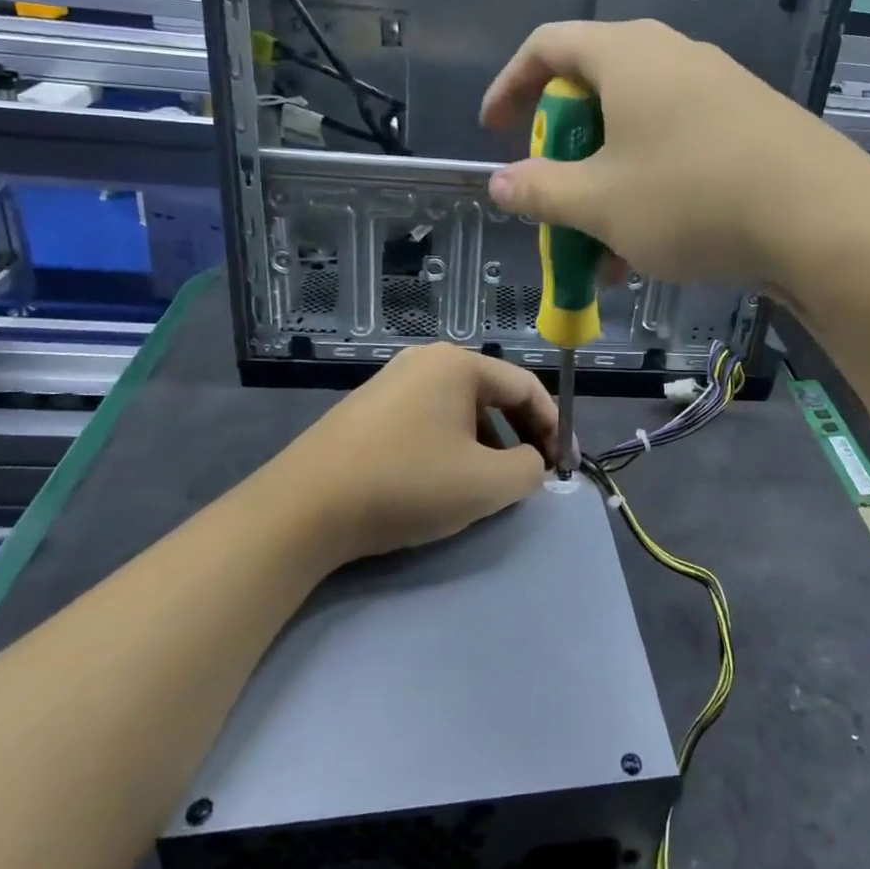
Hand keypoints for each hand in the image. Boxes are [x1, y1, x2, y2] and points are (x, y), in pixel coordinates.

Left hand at [276, 344, 556, 561]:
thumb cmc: (407, 484)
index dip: (553, 426)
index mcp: (458, 364)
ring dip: (485, 443)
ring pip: (459, 409)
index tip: (564, 465)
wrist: (305, 507)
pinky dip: (450, 445)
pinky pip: (427, 419)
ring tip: (488, 484)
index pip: (526, 387)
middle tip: (532, 474)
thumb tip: (529, 462)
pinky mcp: (367, 408)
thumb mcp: (486, 483)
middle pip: (492, 394)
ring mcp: (391, 381)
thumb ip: (529, 469)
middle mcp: (425, 361)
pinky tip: (442, 480)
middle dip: (519, 435)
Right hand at [479, 19, 851, 286]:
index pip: (547, 46)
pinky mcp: (751, 123)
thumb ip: (540, 190)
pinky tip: (652, 249)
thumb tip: (500, 183)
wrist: (823, 220)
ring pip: (639, 130)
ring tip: (602, 249)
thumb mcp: (600, 203)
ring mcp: (718, 88)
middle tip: (555, 196)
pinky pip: (679, 146)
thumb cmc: (691, 199)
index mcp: (627, 56)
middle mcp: (673, 56)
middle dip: (564, 151)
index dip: (509, 86)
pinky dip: (650, 188)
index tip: (494, 131)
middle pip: (595, 90)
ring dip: (608, 184)